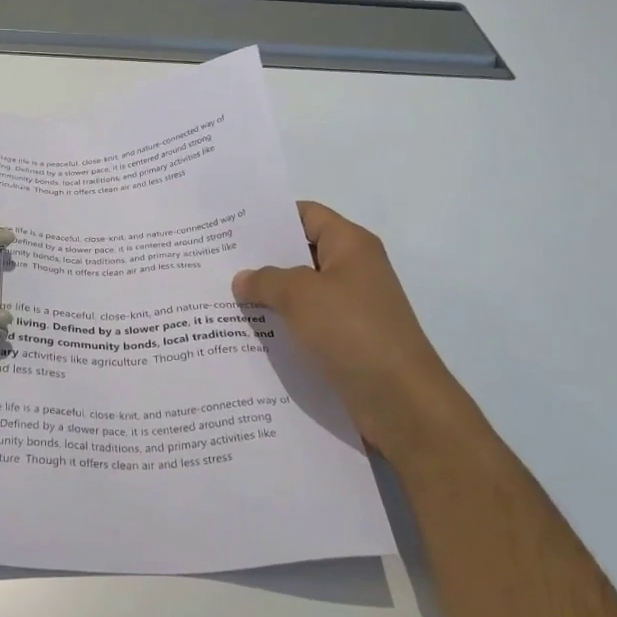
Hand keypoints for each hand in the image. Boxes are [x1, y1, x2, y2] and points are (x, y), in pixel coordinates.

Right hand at [233, 202, 462, 455]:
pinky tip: (247, 332)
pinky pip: (306, 323)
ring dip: (268, 296)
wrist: (400, 400)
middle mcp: (353, 270)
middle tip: (216, 262)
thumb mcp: (300, 296)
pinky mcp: (346, 341)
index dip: (270, 217)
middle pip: (300, 253)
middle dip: (261, 259)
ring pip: (300, 292)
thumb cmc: (352, 331)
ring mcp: (351, 308)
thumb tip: (242, 279)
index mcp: (350, 245)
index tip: (230, 227)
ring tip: (223, 297)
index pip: (306, 215)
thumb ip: (266, 280)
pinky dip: (281, 325)